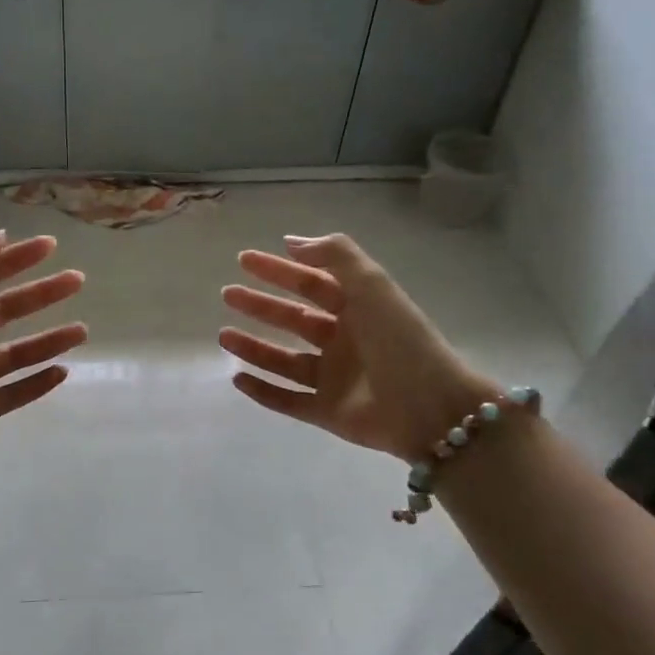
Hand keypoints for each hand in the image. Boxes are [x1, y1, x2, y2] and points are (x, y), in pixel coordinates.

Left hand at [0, 232, 86, 516]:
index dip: (16, 258)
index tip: (50, 245)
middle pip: (6, 311)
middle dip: (41, 295)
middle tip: (77, 281)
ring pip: (15, 354)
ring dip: (47, 341)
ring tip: (82, 330)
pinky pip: (9, 396)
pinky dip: (34, 386)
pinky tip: (62, 373)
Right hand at [219, 233, 495, 462]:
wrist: (430, 407)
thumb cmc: (400, 341)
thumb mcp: (372, 285)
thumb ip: (335, 256)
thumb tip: (292, 242)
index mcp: (358, 310)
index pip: (312, 284)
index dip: (279, 270)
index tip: (244, 260)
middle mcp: (345, 343)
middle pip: (294, 320)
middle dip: (261, 306)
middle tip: (227, 294)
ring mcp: (335, 380)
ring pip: (284, 361)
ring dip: (254, 347)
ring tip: (224, 335)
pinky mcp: (327, 413)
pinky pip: (288, 400)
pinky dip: (262, 391)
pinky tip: (237, 378)